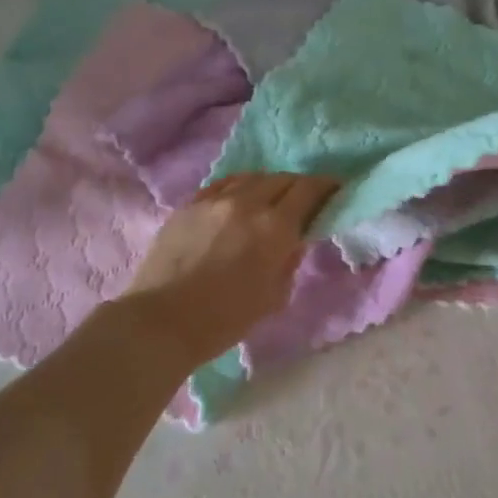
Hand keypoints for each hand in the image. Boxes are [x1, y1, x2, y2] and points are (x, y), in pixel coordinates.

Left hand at [121, 173, 340, 366]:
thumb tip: (294, 240)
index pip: (309, 190)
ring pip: (251, 177)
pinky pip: (223, 185)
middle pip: (282, 179)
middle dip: (299, 186)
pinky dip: (239, 188)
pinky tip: (238, 200)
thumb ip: (289, 260)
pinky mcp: (189, 204)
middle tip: (305, 199)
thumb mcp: (274, 296)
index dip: (326, 186)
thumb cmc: (225, 318)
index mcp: (275, 226)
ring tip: (270, 199)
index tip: (335, 189)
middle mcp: (247, 202)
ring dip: (268, 184)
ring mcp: (214, 199)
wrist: (162, 320)